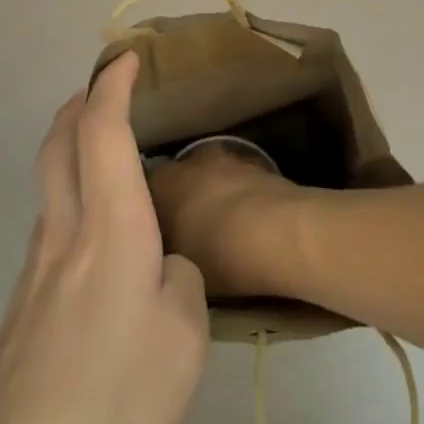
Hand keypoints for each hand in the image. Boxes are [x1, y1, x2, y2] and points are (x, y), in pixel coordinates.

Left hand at [0, 52, 209, 423]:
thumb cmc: (112, 411)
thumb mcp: (182, 342)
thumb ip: (178, 284)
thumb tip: (160, 269)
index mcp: (107, 233)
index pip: (102, 131)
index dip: (113, 85)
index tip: (128, 56)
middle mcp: (60, 241)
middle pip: (57, 146)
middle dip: (80, 104)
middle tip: (108, 88)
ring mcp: (31, 282)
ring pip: (50, 189)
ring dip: (73, 152)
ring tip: (113, 160)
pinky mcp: (19, 322)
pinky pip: (50, 234)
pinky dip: (73, 203)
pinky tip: (102, 250)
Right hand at [147, 144, 307, 300]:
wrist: (281, 233)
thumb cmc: (218, 253)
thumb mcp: (175, 264)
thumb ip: (161, 248)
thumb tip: (158, 248)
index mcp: (164, 180)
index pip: (142, 186)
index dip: (142, 208)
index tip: (142, 230)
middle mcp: (193, 160)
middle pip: (179, 177)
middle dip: (178, 198)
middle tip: (179, 230)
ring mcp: (230, 159)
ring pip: (211, 176)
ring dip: (210, 194)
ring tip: (214, 226)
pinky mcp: (260, 166)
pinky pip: (238, 182)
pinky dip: (237, 196)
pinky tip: (243, 221)